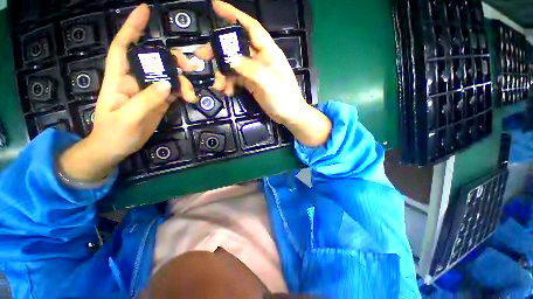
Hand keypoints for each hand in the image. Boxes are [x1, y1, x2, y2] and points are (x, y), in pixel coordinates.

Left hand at [59, 4, 197, 181]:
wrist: (117, 147)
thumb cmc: (114, 133)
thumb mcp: (128, 117)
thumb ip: (146, 100)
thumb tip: (167, 84)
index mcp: (119, 79)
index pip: (123, 47)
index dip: (132, 28)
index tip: (145, 11)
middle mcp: (135, 80)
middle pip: (155, 61)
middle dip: (173, 60)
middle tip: (190, 67)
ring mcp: (149, 91)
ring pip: (169, 77)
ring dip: (183, 82)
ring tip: (192, 95)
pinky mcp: (160, 101)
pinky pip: (174, 91)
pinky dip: (184, 92)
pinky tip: (190, 98)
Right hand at [196, 1, 330, 146]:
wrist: (288, 115)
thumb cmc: (284, 98)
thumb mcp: (269, 83)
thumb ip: (251, 69)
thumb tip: (230, 58)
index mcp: (268, 52)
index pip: (251, 27)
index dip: (234, 15)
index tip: (216, 6)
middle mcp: (260, 59)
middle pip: (236, 47)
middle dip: (219, 51)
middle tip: (202, 57)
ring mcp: (255, 72)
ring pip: (234, 65)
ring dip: (223, 74)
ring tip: (218, 86)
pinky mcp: (252, 84)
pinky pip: (236, 79)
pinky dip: (229, 84)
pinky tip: (227, 91)